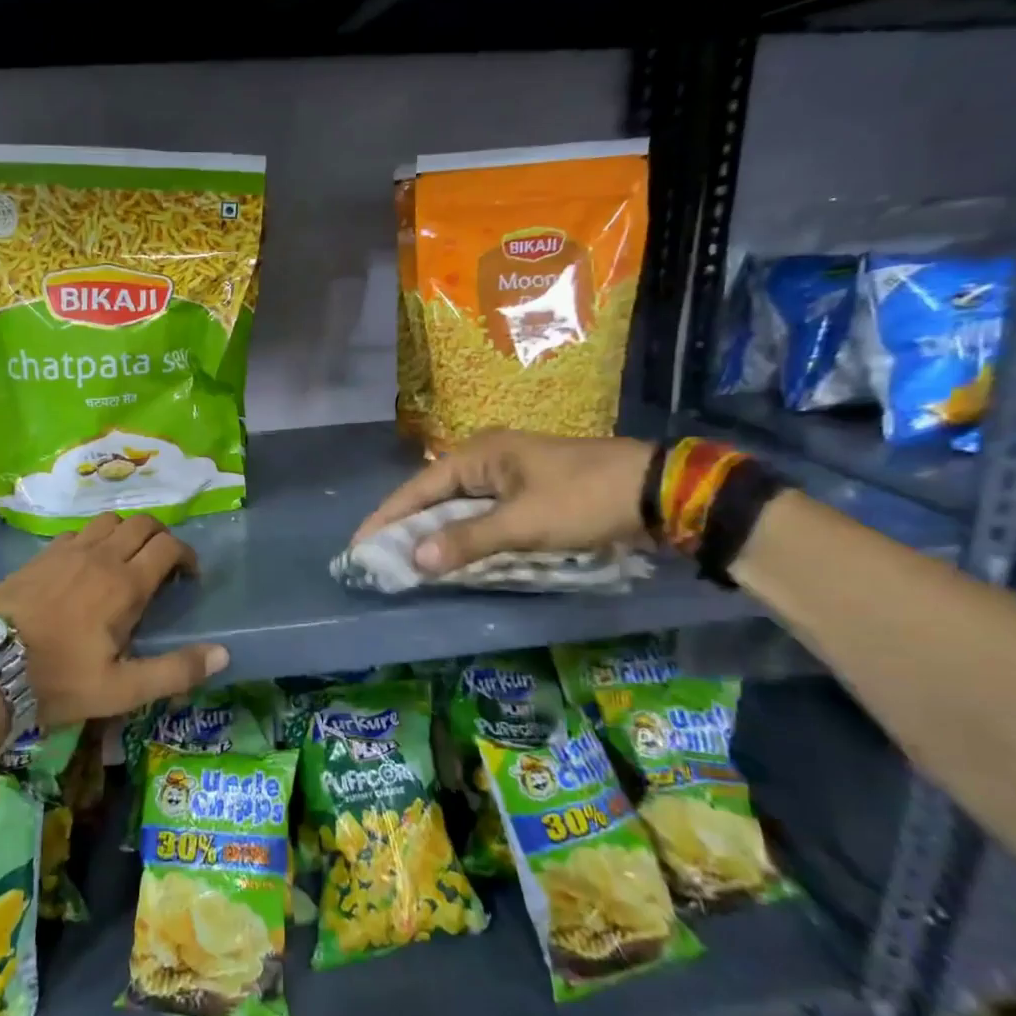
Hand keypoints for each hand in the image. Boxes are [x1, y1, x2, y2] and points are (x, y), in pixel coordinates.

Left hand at [0, 512, 227, 725]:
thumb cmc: (58, 680)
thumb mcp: (121, 689)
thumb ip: (175, 671)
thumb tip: (222, 653)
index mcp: (125, 584)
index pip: (168, 546)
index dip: (187, 555)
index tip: (188, 577)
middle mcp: (101, 556)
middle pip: (142, 523)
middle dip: (161, 538)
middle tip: (162, 566)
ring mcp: (67, 551)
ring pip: (109, 520)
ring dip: (126, 533)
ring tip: (125, 561)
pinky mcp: (40, 555)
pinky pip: (77, 532)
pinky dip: (93, 540)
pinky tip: (85, 566)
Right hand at [352, 431, 654, 576]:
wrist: (656, 491)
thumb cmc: (584, 499)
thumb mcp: (524, 523)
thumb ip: (468, 540)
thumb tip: (416, 559)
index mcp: (479, 454)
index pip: (418, 488)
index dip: (387, 517)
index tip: (359, 544)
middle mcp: (487, 459)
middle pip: (434, 496)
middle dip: (407, 527)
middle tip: (378, 558)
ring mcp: (509, 476)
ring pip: (458, 508)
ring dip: (436, 534)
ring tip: (406, 562)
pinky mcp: (527, 494)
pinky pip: (482, 516)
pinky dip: (465, 536)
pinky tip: (452, 557)